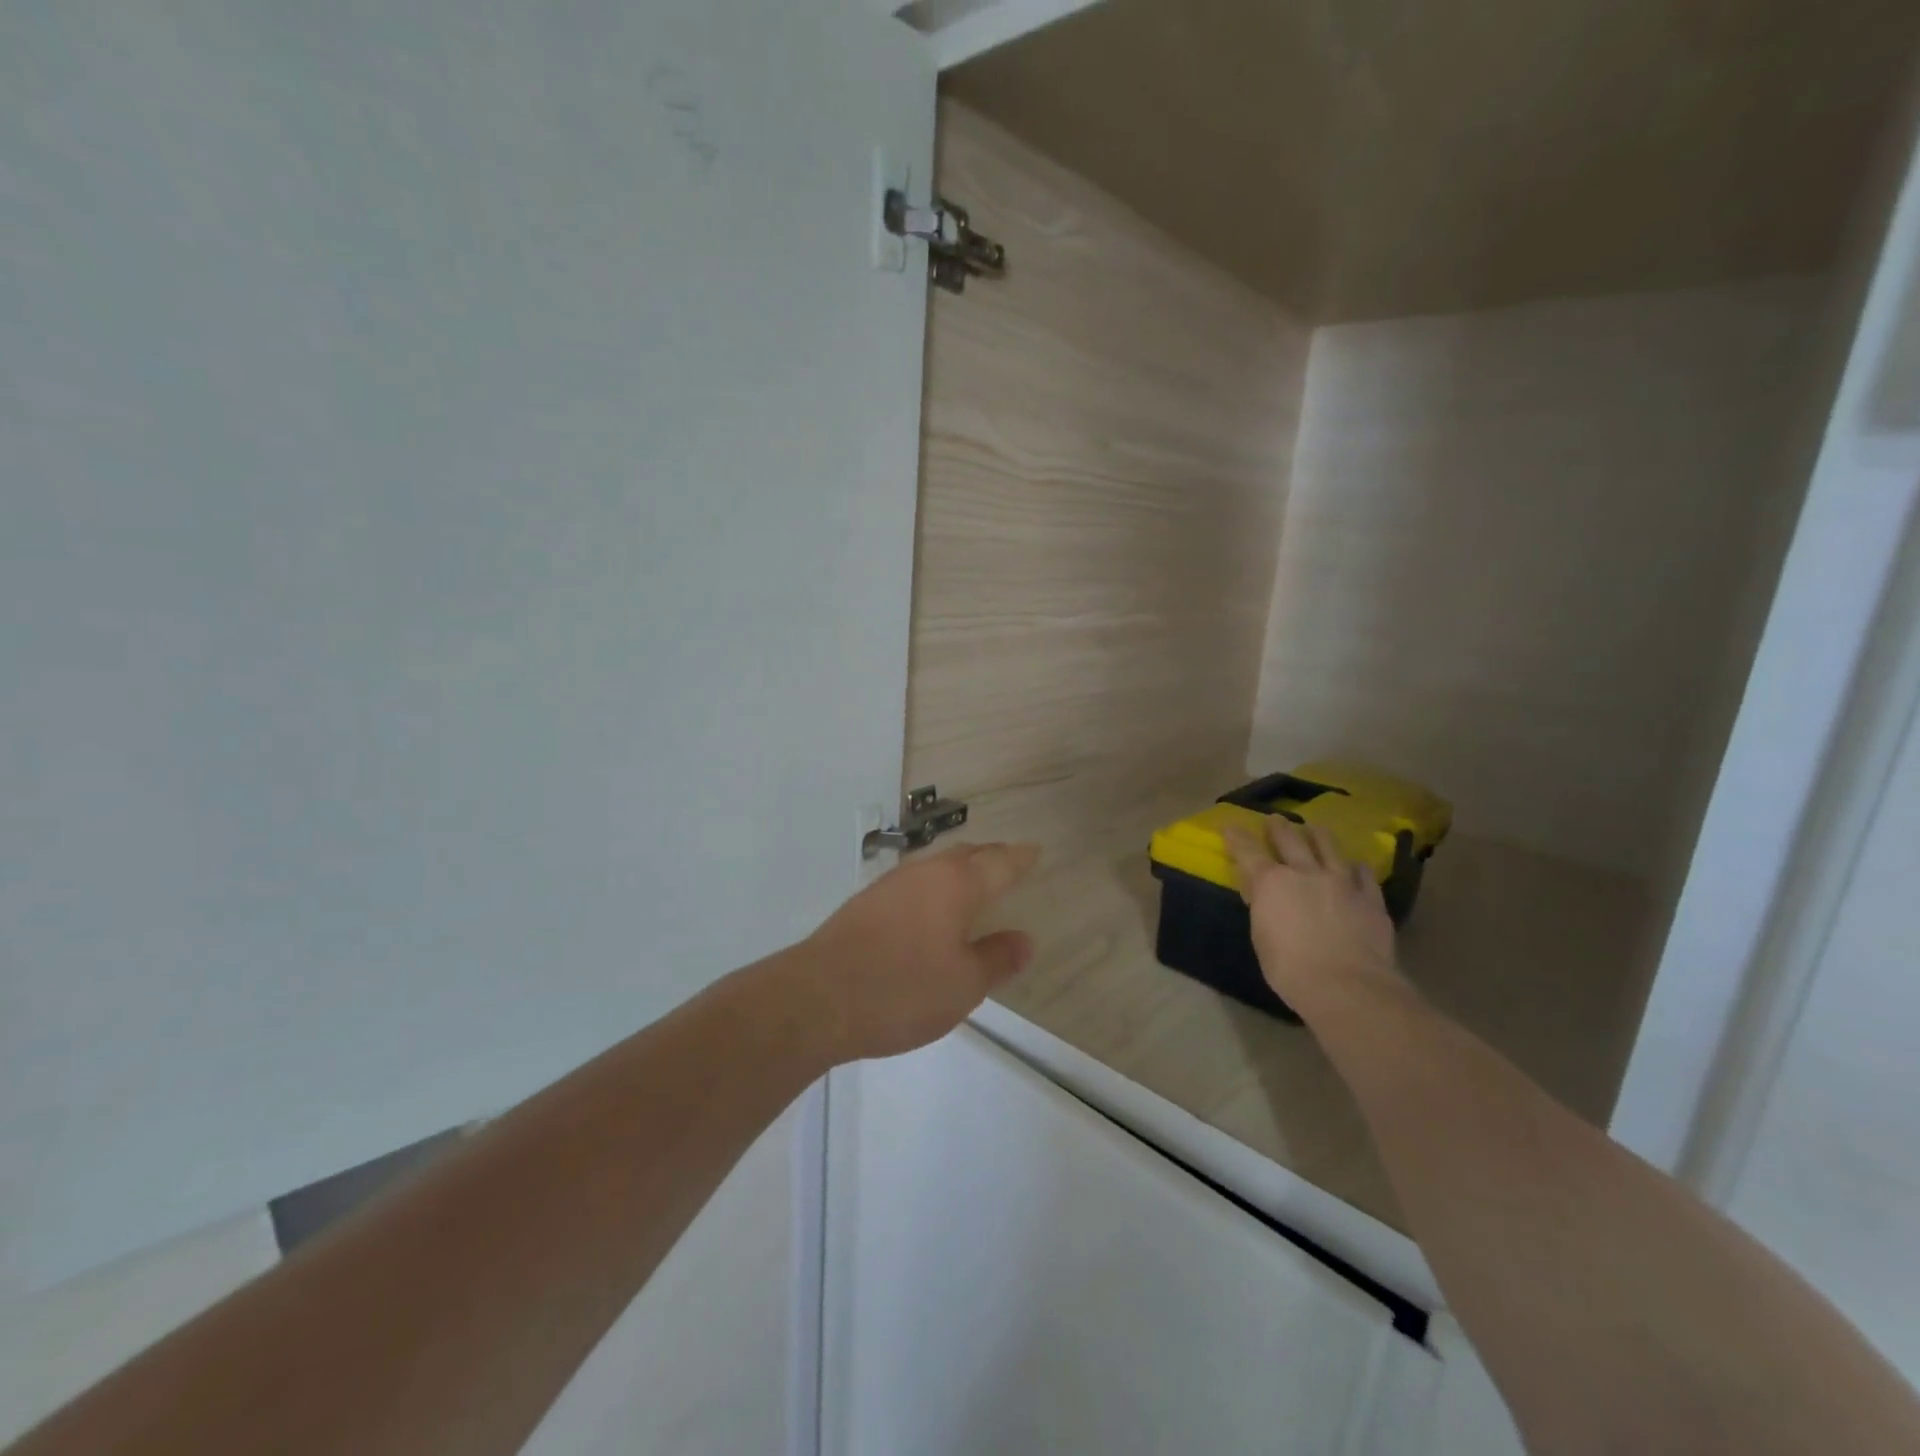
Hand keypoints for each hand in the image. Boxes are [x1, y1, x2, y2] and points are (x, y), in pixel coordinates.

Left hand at [797, 841, 1040, 1061]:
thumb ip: (997, 959)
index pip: (999, 862)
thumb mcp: (964, 985)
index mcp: (955, 885)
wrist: (816, 998)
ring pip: (936, 866)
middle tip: (1008, 863)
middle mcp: (923, 873)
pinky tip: (930, 909)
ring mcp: (889, 885)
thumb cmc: (902, 990)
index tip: (1035, 851)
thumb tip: (1024, 939)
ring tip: (973, 884)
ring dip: (959, 870)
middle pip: (966, 855)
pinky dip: (933, 887)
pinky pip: (913, 883)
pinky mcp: (864, 904)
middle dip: (990, 857)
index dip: (1020, 858)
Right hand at [1225, 818, 1399, 1018]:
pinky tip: (1357, 865)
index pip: (1248, 852)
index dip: (1237, 838)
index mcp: (1271, 883)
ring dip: (1319, 835)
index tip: (1230, 826)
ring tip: (1315, 827)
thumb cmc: (1290, 969)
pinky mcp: (1370, 898)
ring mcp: (1341, 882)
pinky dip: (1357, 868)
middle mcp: (1305, 873)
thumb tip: (1260, 895)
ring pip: (1329, 848)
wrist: (1347, 985)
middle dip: (1279, 827)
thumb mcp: (1261, 938)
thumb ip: (1262, 909)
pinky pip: (1364, 875)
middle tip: (1275, 819)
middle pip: (1290, 840)